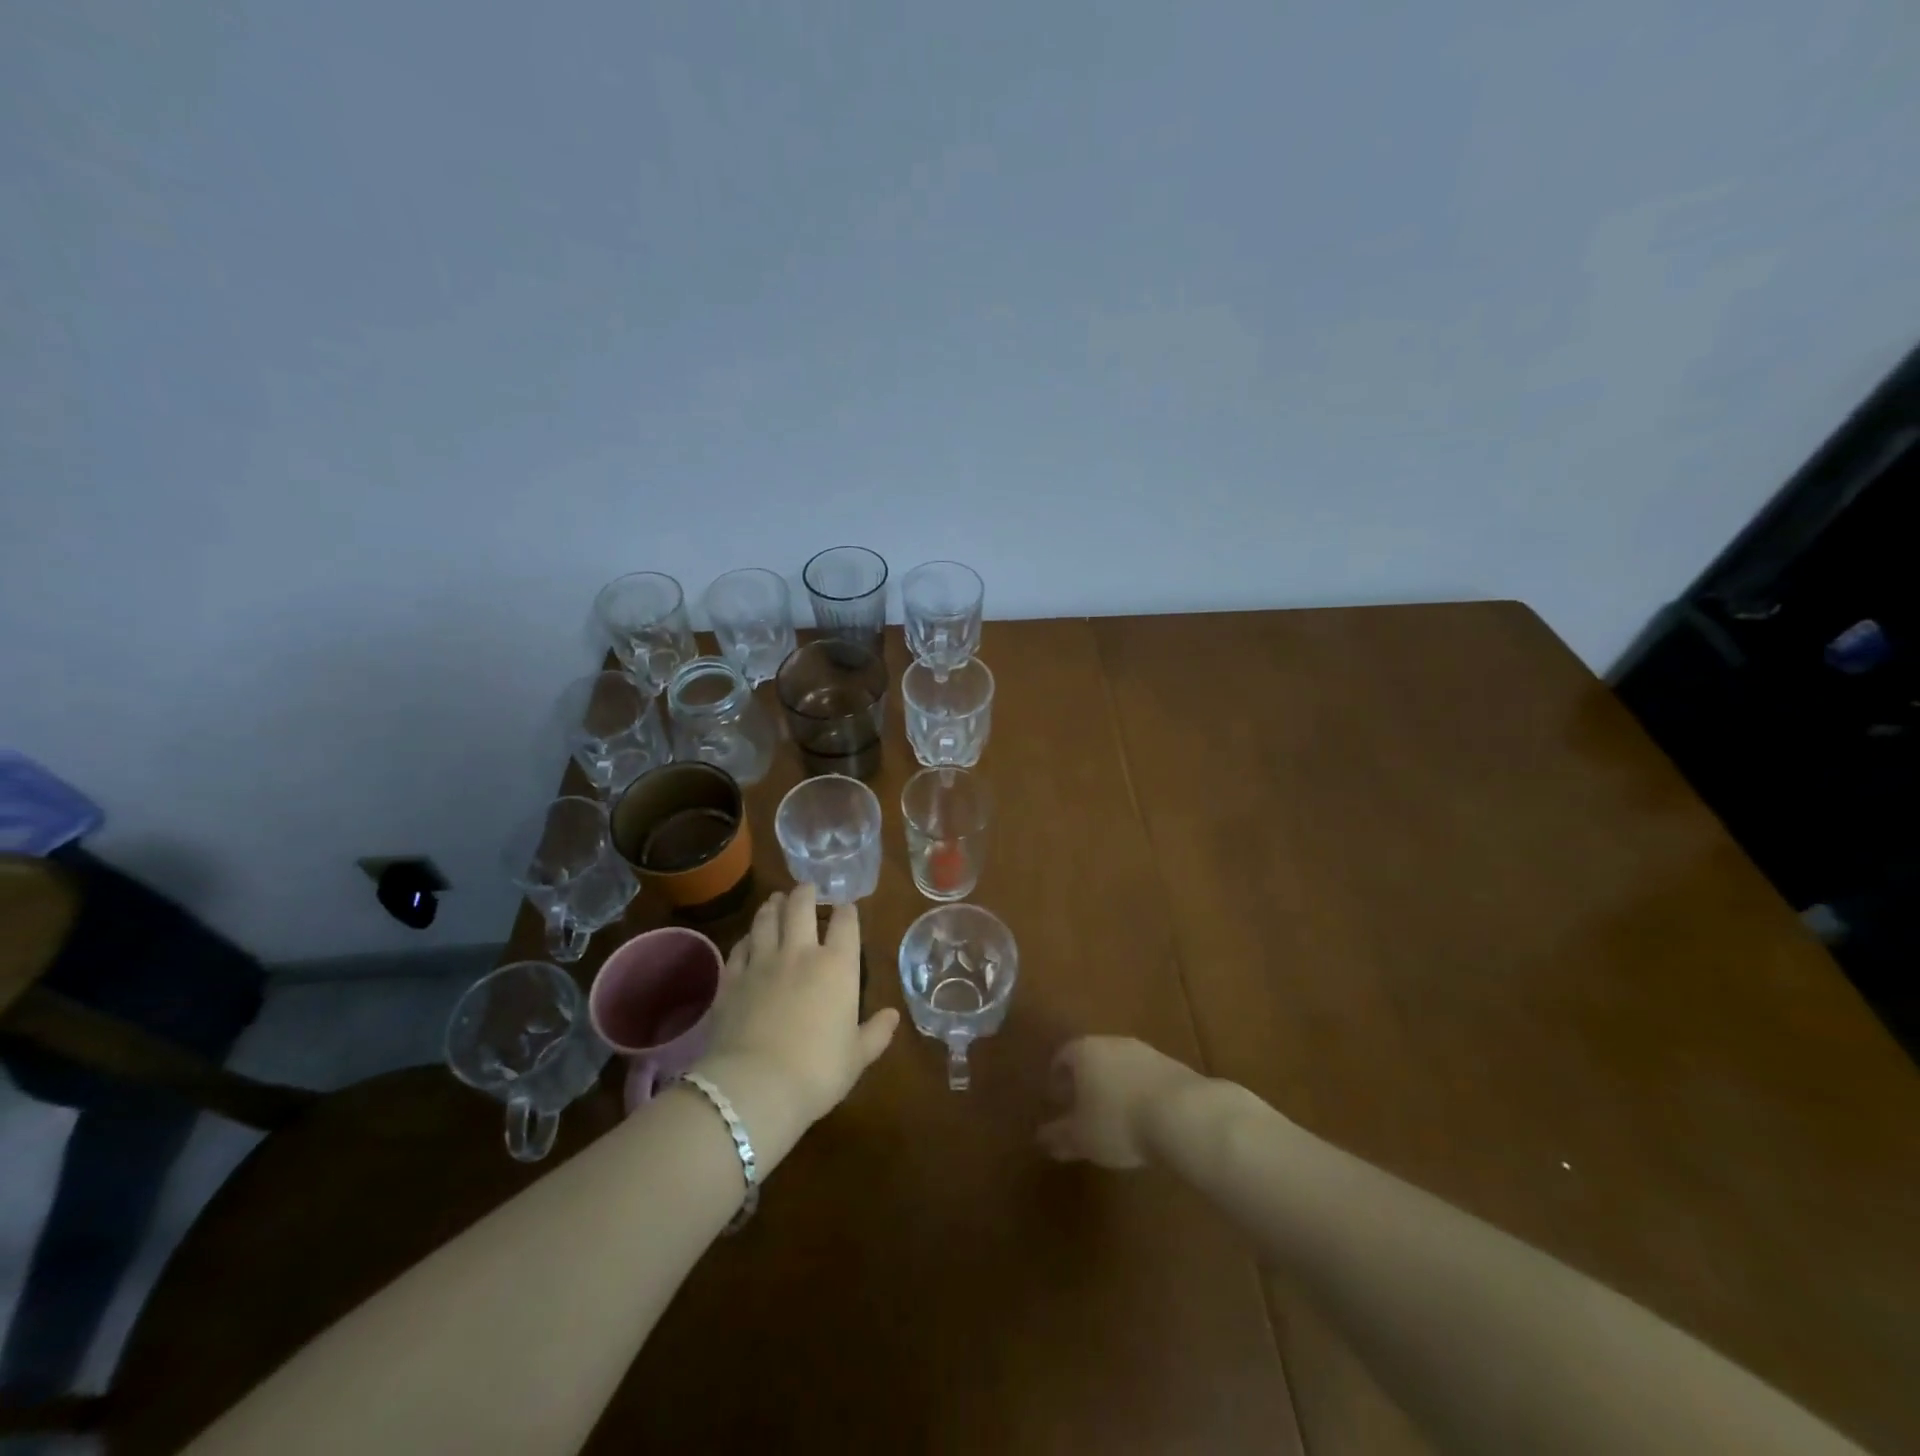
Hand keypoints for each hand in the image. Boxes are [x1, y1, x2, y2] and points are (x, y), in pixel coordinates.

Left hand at [696, 885, 898, 1131]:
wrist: (755, 1086)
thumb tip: (892, 1015)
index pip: (846, 924)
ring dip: (772, 906)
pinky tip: (747, 939)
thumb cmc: (817, 1071)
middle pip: (801, 908)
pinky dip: (745, 939)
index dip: (847, 911)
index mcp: (837, 966)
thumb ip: (875, 1033)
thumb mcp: (857, 1057)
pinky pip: (739, 948)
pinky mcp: (731, 979)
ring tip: (775, 899)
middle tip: (806, 887)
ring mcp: (761, 963)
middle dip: (805, 893)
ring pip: (766, 920)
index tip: (847, 907)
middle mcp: (800, 953)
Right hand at [1037, 1036, 1206, 1168]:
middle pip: (1093, 1057)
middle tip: (1082, 1105)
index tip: (1055, 1096)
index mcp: (1084, 1051)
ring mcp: (1145, 1052)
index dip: (1057, 1076)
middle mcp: (1113, 1042)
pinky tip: (1143, 1117)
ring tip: (1114, 1114)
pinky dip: (1139, 1092)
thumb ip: (1059, 1136)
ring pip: (1121, 1066)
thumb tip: (1041, 1137)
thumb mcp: (1081, 1137)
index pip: (1063, 1056)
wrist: (1183, 1114)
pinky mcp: (1172, 1066)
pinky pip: (1145, 1077)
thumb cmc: (1118, 1122)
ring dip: (1115, 1086)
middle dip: (1086, 1080)